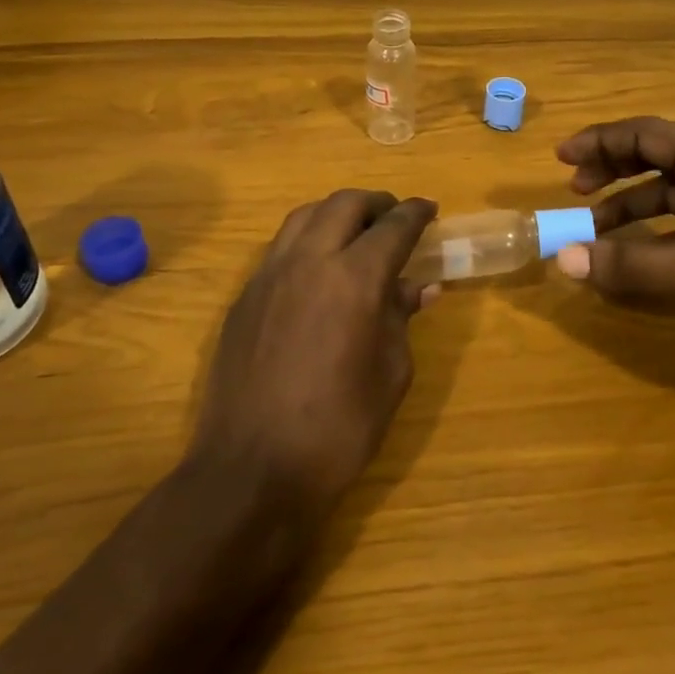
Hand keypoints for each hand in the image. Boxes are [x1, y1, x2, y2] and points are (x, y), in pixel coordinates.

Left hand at [189, 190, 438, 517]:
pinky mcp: (244, 297)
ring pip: (305, 216)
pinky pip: (280, 247)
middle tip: (396, 218)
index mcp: (354, 279)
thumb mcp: (389, 375)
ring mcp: (269, 275)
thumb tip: (418, 287)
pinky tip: (319, 269)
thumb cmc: (337, 429)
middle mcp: (308, 261)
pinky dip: (308, 240)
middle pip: (344, 204)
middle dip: (376, 203)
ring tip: (357, 233)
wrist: (252, 470)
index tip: (430, 210)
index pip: (393, 227)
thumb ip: (401, 319)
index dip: (416, 214)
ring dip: (337, 213)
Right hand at [554, 117, 674, 385]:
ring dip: (630, 204)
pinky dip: (653, 231)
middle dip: (612, 169)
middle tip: (572, 189)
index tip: (560, 159)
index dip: (600, 142)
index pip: (646, 134)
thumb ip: (624, 264)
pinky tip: (636, 256)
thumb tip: (562, 259)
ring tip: (593, 226)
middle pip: (657, 156)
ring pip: (670, 191)